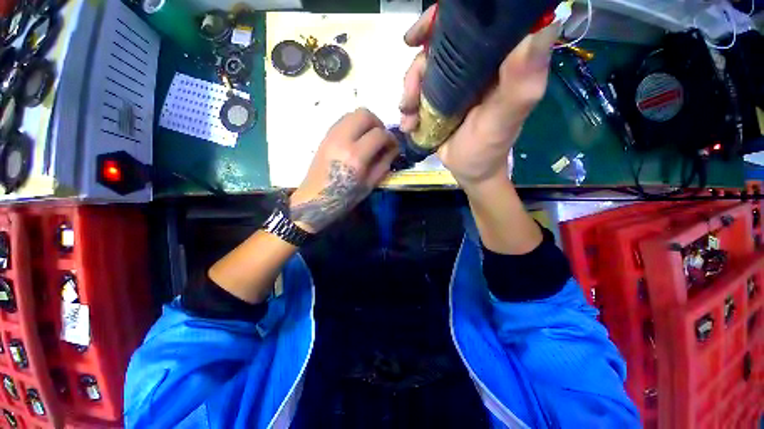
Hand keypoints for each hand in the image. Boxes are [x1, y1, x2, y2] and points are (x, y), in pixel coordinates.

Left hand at [290, 108, 398, 232]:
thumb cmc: (344, 197)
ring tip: (370, 138)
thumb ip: (384, 164)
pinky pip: (343, 121)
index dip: (391, 138)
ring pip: (352, 114)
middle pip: (364, 114)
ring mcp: (331, 136)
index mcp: (355, 157)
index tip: (394, 146)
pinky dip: (354, 125)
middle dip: (378, 123)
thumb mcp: (369, 185)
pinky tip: (357, 140)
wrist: (315, 199)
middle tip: (382, 138)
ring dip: (366, 122)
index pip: (379, 134)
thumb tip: (393, 148)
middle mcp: (342, 140)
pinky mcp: (325, 136)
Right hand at [400, 6, 558, 185]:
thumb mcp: (504, 120)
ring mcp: (453, 83)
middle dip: (418, 69)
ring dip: (409, 92)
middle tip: (409, 98)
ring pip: (422, 71)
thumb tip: (543, 27)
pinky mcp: (439, 99)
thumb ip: (521, 83)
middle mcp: (474, 65)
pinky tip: (409, 124)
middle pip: (438, 47)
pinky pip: (417, 92)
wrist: (469, 171)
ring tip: (409, 117)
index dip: (443, 21)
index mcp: (498, 60)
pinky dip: (408, 107)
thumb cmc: (488, 148)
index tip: (420, 35)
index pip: (473, 23)